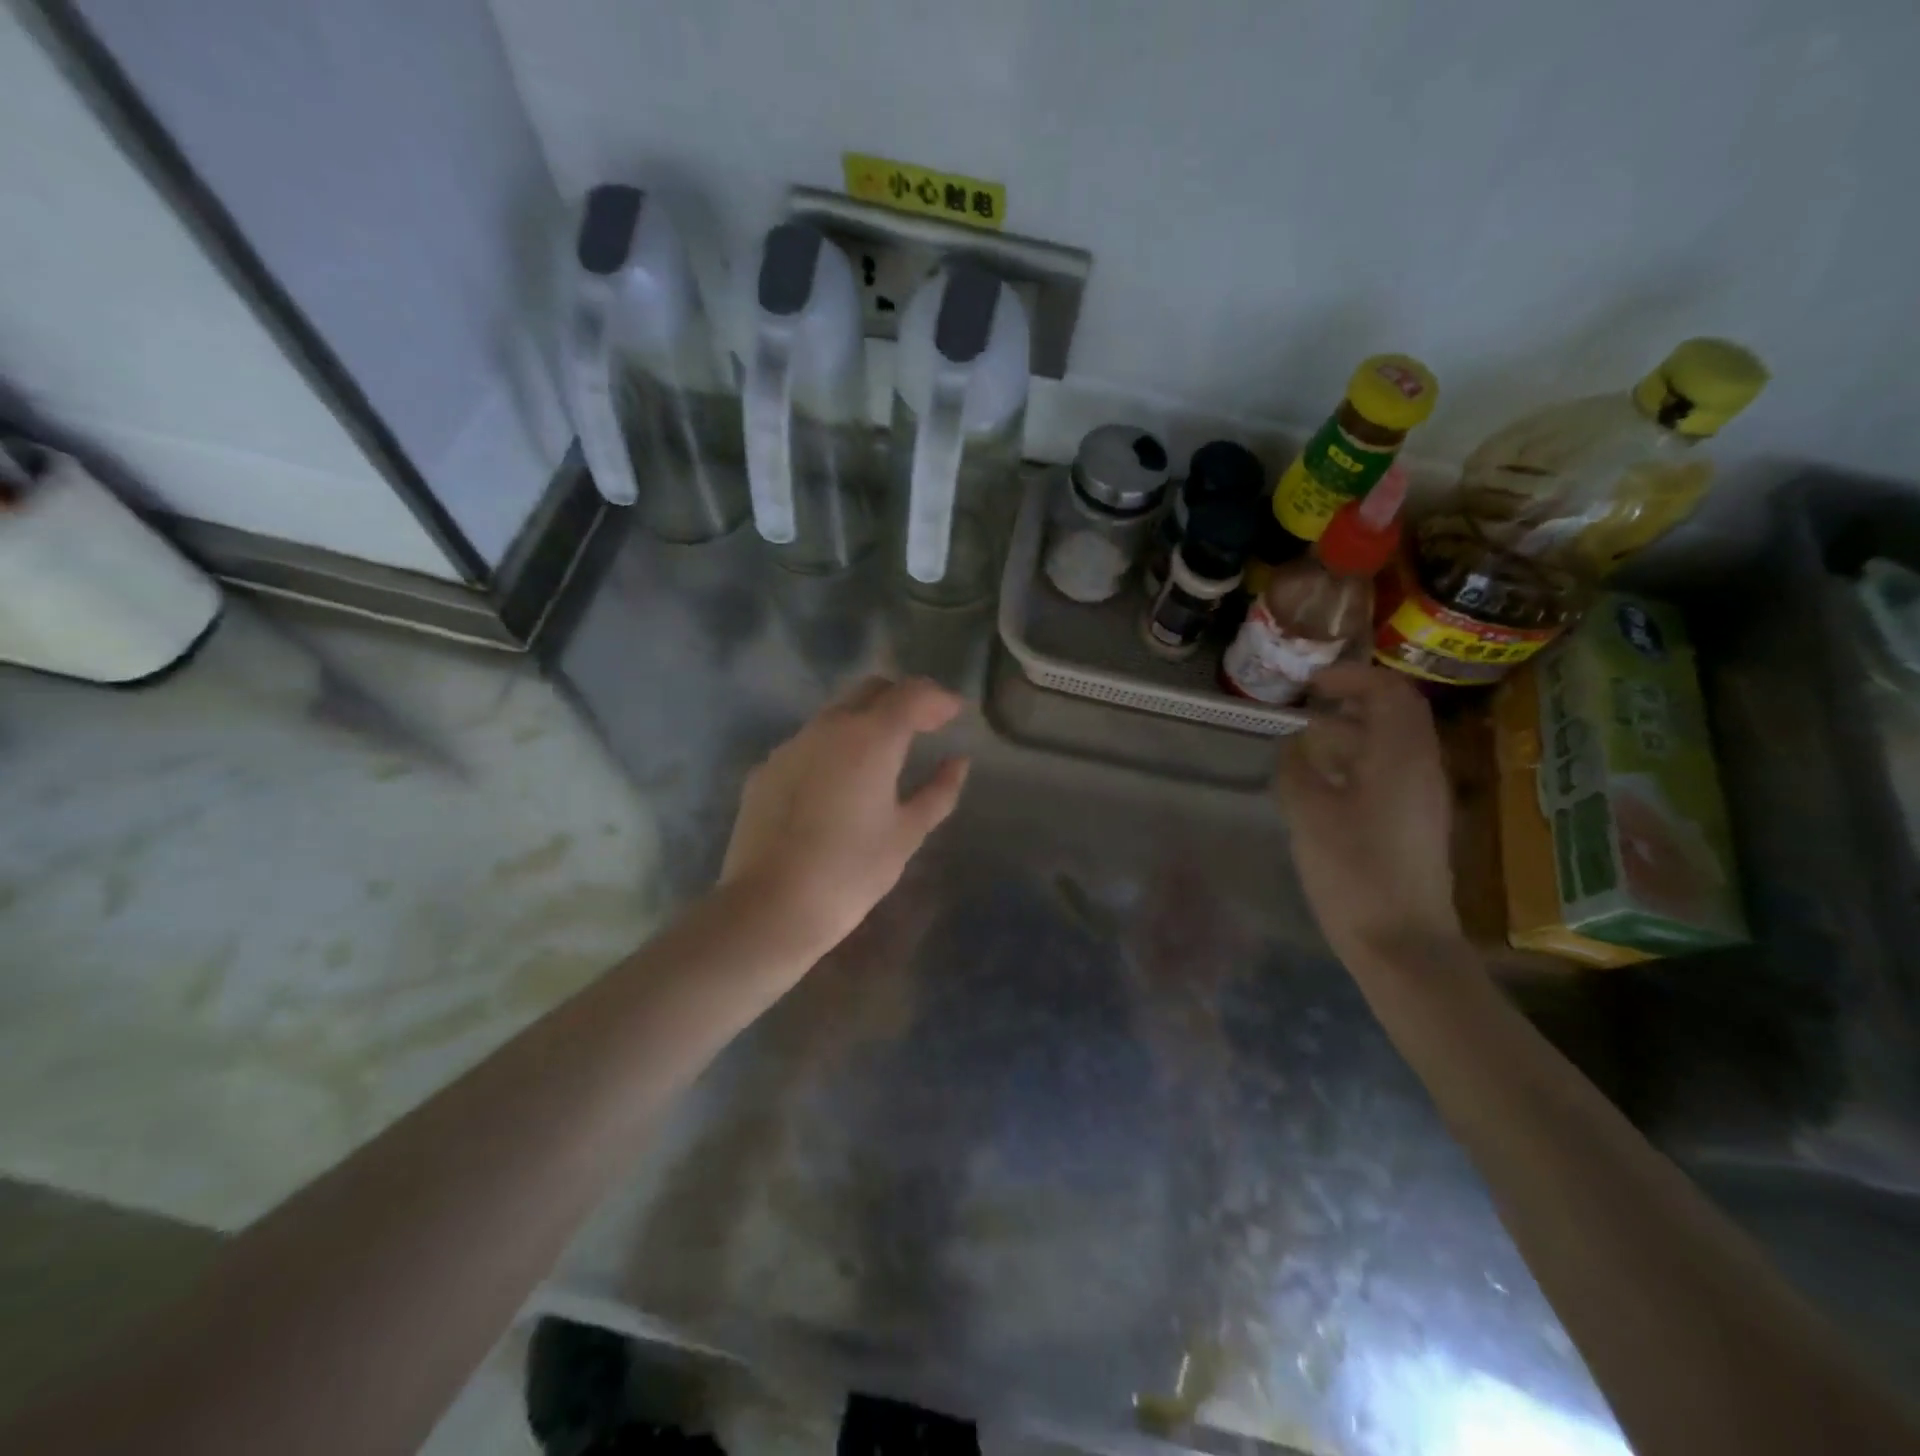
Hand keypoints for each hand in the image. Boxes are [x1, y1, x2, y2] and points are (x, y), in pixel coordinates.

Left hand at [720, 676, 971, 954]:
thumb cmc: (850, 872)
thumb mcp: (906, 834)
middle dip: (902, 700)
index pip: (911, 694)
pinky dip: (834, 748)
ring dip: (866, 722)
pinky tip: (840, 784)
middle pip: (871, 691)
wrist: (769, 906)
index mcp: (870, 737)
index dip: (938, 698)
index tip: (955, 713)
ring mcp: (791, 745)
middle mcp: (828, 727)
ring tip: (884, 756)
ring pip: (836, 714)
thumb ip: (938, 791)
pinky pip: (809, 744)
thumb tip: (958, 762)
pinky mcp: (766, 769)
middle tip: (925, 727)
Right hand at [1278, 664, 1462, 966]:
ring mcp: (1423, 798)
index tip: (1310, 683)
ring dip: (1351, 734)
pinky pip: (1389, 773)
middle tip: (1305, 708)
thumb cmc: (1353, 871)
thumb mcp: (1309, 813)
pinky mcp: (1415, 824)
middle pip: (1395, 715)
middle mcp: (1422, 769)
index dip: (1350, 678)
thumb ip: (1296, 768)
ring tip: (1304, 745)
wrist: (1401, 942)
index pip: (1389, 692)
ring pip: (1391, 745)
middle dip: (1350, 702)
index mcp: (1401, 757)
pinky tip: (1322, 785)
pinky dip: (1356, 763)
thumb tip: (1294, 745)